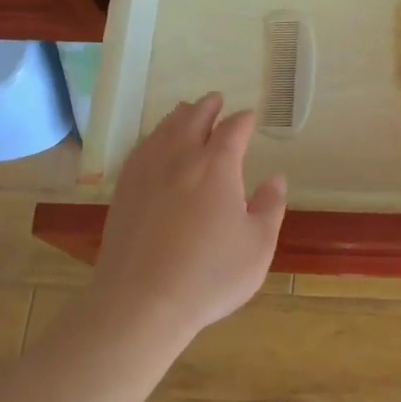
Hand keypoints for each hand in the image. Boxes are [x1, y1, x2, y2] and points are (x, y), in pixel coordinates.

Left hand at [93, 93, 286, 346]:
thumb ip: (270, 207)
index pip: (233, 130)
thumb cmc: (209, 275)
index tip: (249, 118)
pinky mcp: (124, 190)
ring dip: (180, 116)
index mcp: (217, 166)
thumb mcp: (258, 246)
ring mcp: (147, 171)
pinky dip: (153, 136)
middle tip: (216, 100)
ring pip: (165, 129)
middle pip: (194, 119)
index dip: (243, 121)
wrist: (141, 301)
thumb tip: (276, 178)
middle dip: (208, 107)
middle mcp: (181, 157)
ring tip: (186, 111)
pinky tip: (153, 143)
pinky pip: (141, 148)